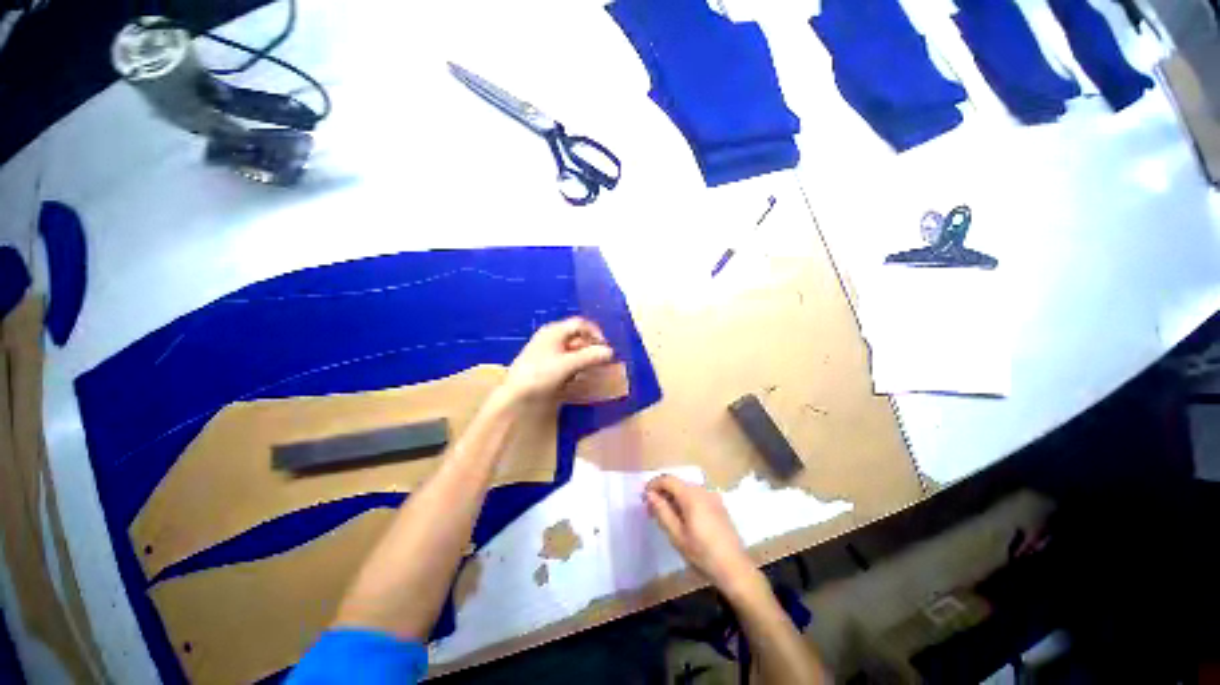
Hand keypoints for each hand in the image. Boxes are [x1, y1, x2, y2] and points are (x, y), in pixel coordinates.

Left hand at [498, 317, 614, 405]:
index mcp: (554, 331)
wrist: (514, 396)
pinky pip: (565, 361)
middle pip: (577, 336)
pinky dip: (575, 366)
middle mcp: (551, 337)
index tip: (605, 348)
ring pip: (572, 350)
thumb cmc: (540, 375)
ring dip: (584, 358)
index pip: (580, 324)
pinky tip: (577, 377)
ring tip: (592, 370)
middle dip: (591, 347)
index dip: (595, 333)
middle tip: (601, 361)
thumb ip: (590, 357)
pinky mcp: (545, 365)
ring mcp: (547, 351)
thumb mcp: (567, 365)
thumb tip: (610, 352)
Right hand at [645, 475, 762, 597]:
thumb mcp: (677, 536)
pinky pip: (697, 496)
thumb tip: (650, 494)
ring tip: (666, 515)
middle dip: (663, 492)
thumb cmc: (702, 554)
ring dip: (674, 497)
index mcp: (691, 495)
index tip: (644, 497)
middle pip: (678, 483)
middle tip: (652, 509)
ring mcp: (713, 497)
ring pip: (687, 489)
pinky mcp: (719, 505)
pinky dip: (686, 501)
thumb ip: (662, 511)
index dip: (653, 484)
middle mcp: (702, 490)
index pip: (668, 479)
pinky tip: (683, 518)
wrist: (735, 568)